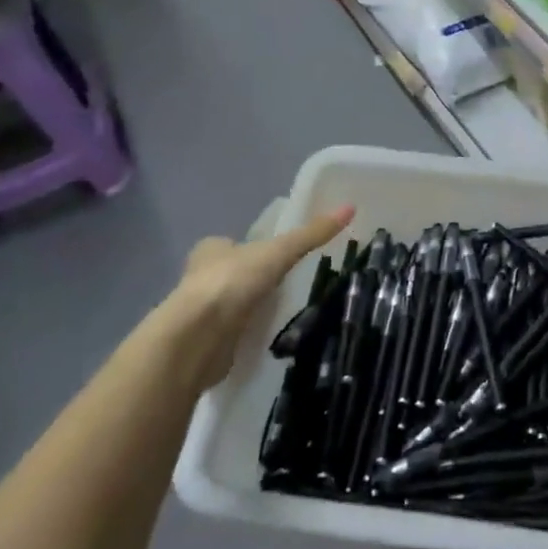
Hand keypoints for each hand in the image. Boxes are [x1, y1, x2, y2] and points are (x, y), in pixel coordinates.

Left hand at [161, 204, 353, 389]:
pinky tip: (269, 333)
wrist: (197, 339)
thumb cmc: (232, 283)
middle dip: (254, 277)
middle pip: (233, 272)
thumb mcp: (279, 251)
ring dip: (252, 305)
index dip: (252, 246)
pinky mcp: (208, 341)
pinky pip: (234, 331)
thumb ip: (312, 234)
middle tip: (288, 281)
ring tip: (285, 307)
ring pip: (233, 302)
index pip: (232, 242)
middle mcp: (201, 277)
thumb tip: (350, 207)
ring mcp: (202, 311)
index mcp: (212, 249)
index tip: (277, 254)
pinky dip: (248, 331)